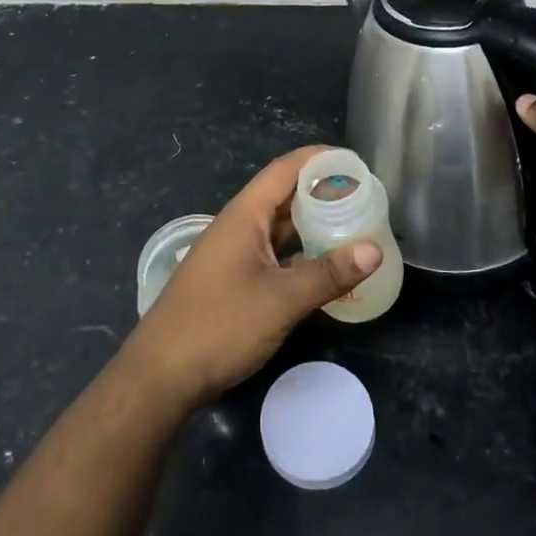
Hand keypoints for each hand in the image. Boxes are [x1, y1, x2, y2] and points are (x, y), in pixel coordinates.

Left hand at [122, 146, 381, 407]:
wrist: (161, 375)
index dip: (321, 159)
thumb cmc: (219, 326)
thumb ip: (327, 274)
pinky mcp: (233, 280)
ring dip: (313, 224)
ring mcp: (233, 254)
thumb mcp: (280, 300)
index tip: (358, 162)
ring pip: (280, 227)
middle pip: (284, 195)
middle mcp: (238, 226)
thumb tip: (375, 250)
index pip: (286, 169)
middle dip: (323, 192)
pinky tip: (325, 267)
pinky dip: (300, 253)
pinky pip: (273, 254)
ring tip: (354, 226)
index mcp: (244, 215)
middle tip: (365, 198)